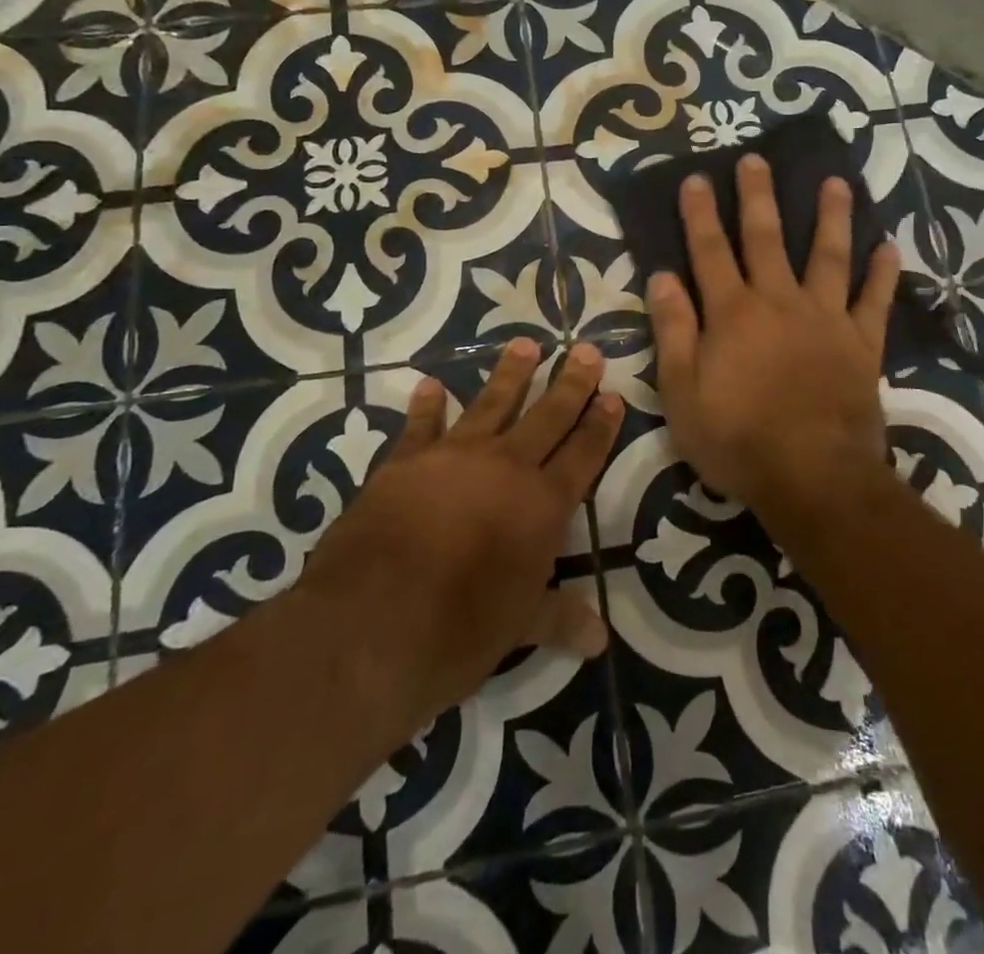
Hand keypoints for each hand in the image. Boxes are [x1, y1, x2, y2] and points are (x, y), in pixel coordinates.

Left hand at [300, 337, 621, 729]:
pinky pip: (421, 424)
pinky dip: (427, 405)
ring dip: (511, 373)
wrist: (370, 623)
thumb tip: (599, 639)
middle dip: (570, 383)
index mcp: (541, 506)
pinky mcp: (405, 461)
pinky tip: (430, 385)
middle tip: (585, 350)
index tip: (613, 395)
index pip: (582, 455)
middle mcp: (505, 468)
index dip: (600, 426)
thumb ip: (558, 618)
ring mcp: (453, 457)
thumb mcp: (518, 629)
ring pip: (491, 403)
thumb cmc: (458, 631)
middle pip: (547, 416)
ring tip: (526, 343)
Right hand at [647, 154, 899, 526]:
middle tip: (755, 159)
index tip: (696, 178)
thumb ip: (673, 331)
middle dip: (758, 196)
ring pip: (828, 256)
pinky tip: (889, 248)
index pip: (709, 251)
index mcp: (733, 313)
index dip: (700, 214)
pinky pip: (874, 301)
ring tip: (836, 182)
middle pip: (766, 238)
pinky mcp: (861, 344)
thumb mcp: (683, 392)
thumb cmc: (737, 438)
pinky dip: (882, 274)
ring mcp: (826, 319)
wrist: (812, 476)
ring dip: (831, 217)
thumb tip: (663, 277)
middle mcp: (779, 302)